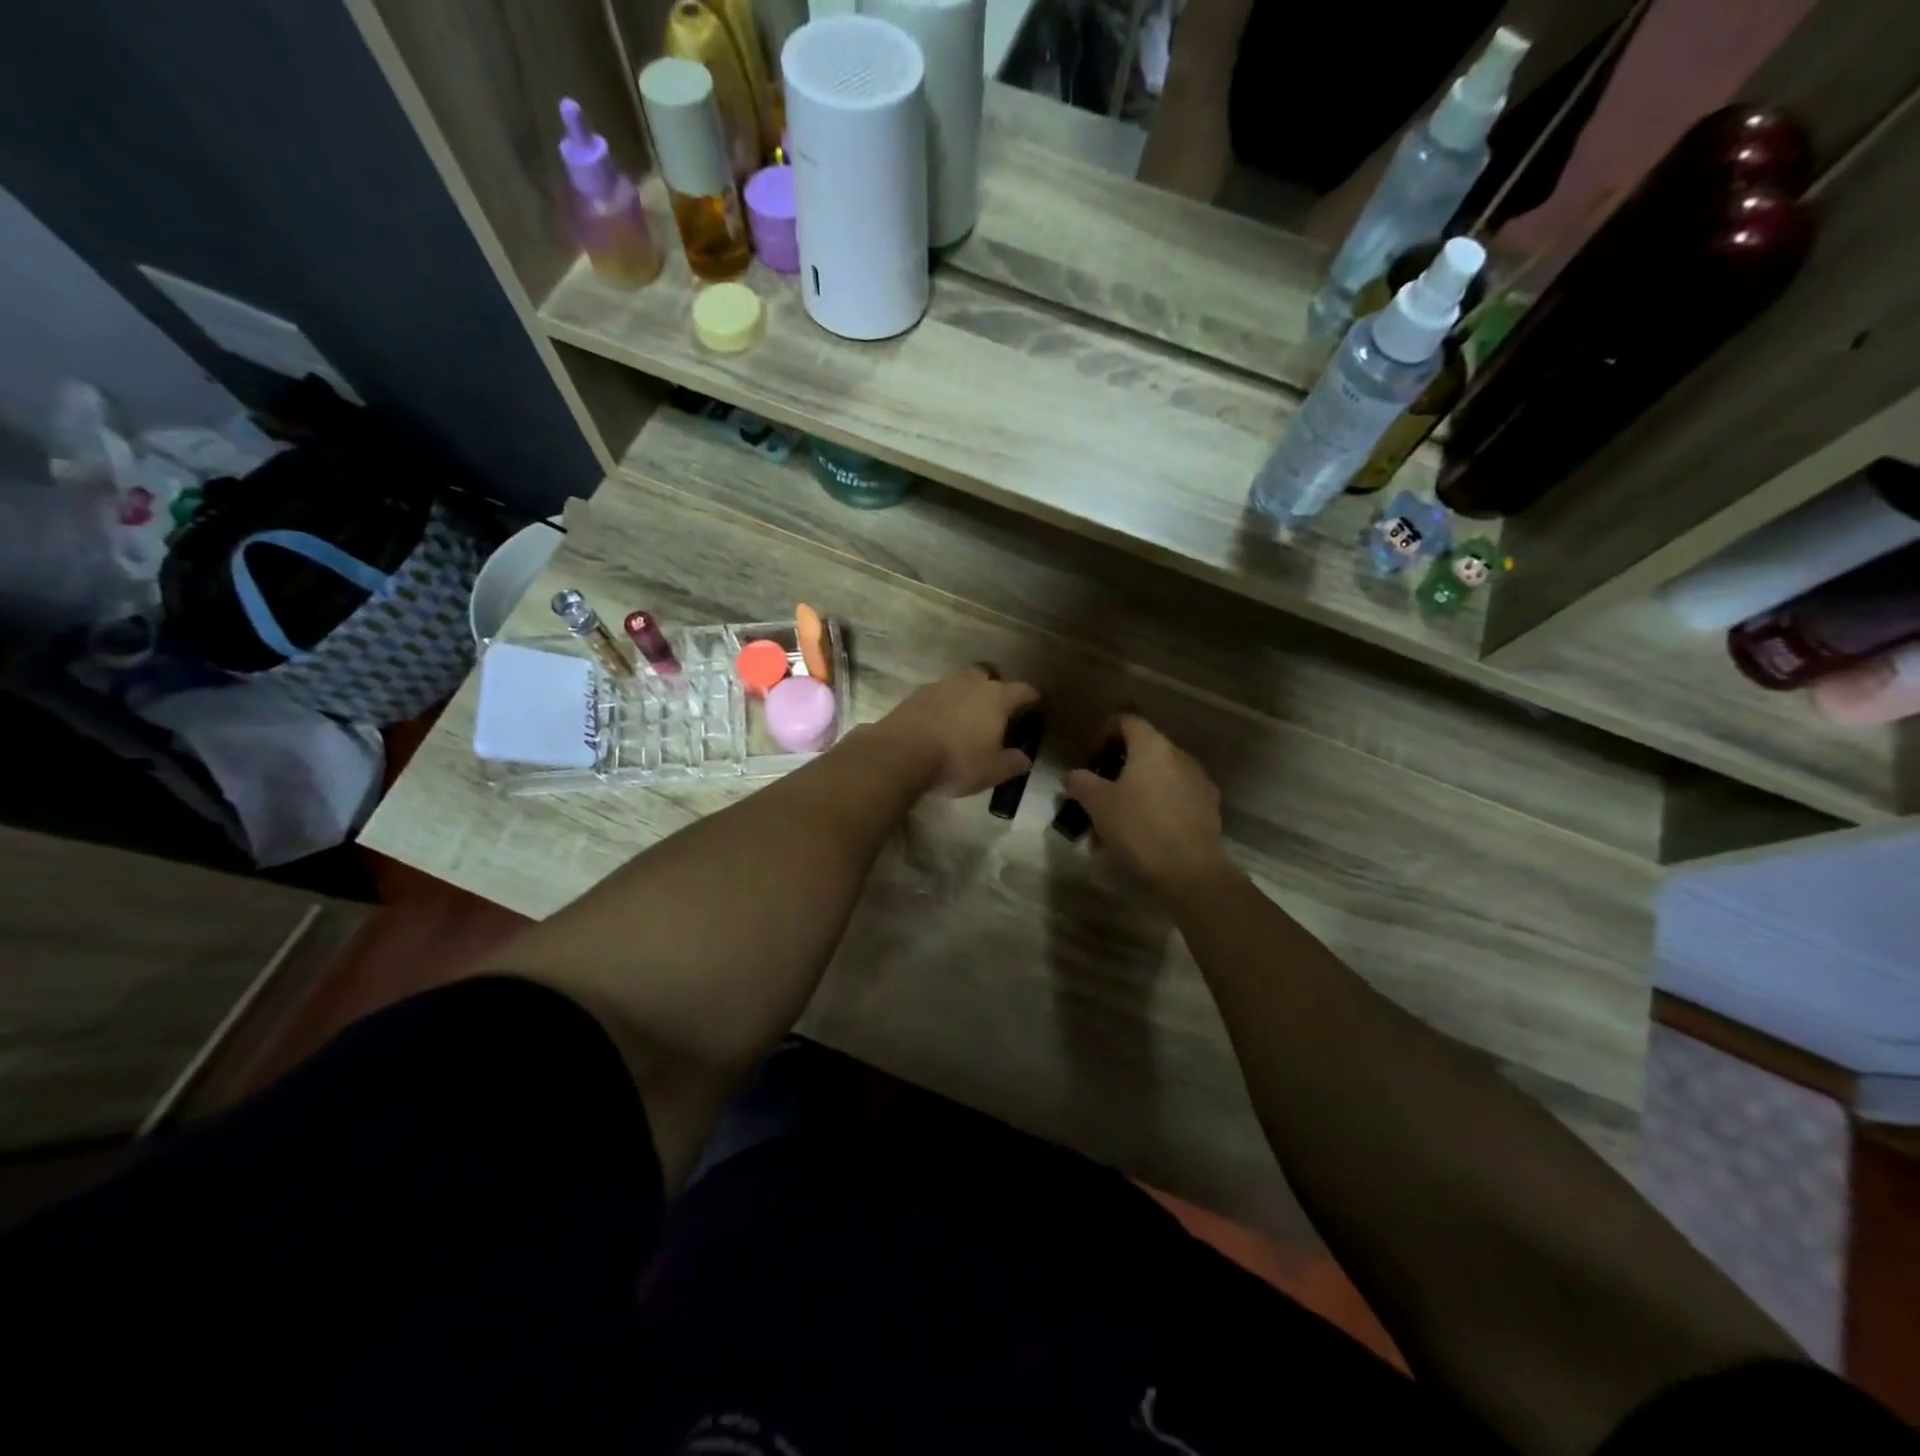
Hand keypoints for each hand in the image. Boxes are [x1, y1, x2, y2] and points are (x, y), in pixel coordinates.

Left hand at [871, 666, 1041, 797]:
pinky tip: (941, 724)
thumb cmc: (957, 761)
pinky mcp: (917, 694)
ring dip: (968, 696)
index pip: (1024, 690)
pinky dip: (945, 705)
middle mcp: (971, 683)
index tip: (1037, 706)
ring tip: (967, 719)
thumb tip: (1024, 758)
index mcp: (997, 697)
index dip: (1033, 698)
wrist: (901, 753)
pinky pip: (939, 695)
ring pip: (962, 683)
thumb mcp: (992, 771)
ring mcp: (941, 685)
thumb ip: (1012, 763)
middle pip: (989, 676)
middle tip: (997, 711)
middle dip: (996, 689)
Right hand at [1065, 715, 1233, 895]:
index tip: (1089, 761)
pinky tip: (1137, 840)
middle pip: (1141, 752)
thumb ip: (1080, 782)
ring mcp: (1197, 782)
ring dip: (1131, 795)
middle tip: (1095, 797)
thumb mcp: (1097, 804)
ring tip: (1110, 828)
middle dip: (1114, 773)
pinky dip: (1152, 810)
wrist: (1190, 871)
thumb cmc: (1138, 827)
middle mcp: (1179, 755)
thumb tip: (1073, 776)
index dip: (1102, 734)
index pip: (1125, 721)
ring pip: (1155, 780)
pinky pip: (1172, 800)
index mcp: (1153, 746)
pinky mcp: (1207, 809)